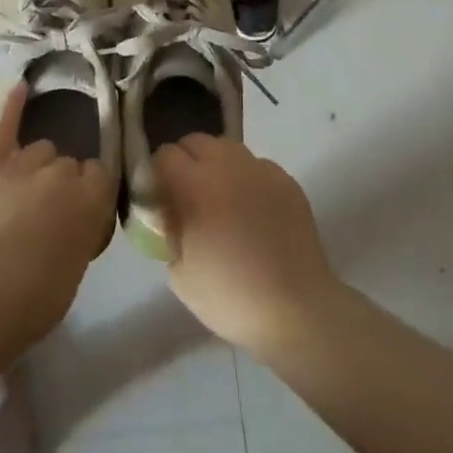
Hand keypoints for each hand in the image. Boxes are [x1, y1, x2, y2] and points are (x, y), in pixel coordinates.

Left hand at [0, 84, 115, 338]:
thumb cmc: (35, 300)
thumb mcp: (77, 266)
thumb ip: (84, 229)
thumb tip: (78, 218)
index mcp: (93, 199)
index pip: (102, 175)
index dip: (91, 192)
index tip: (82, 210)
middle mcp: (63, 172)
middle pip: (70, 163)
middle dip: (63, 183)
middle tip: (48, 213)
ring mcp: (25, 162)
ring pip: (42, 149)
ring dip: (38, 167)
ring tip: (24, 192)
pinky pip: (5, 125)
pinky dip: (12, 105)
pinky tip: (20, 86)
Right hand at [154, 133, 341, 355]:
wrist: (296, 310)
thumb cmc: (230, 296)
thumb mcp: (179, 273)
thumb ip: (167, 232)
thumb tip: (167, 215)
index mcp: (195, 184)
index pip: (165, 155)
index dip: (157, 174)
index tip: (159, 197)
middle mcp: (227, 166)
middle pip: (195, 141)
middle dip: (185, 161)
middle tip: (186, 195)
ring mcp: (261, 170)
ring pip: (227, 148)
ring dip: (216, 164)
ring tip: (220, 197)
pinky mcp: (287, 181)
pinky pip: (257, 166)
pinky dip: (247, 178)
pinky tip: (251, 209)